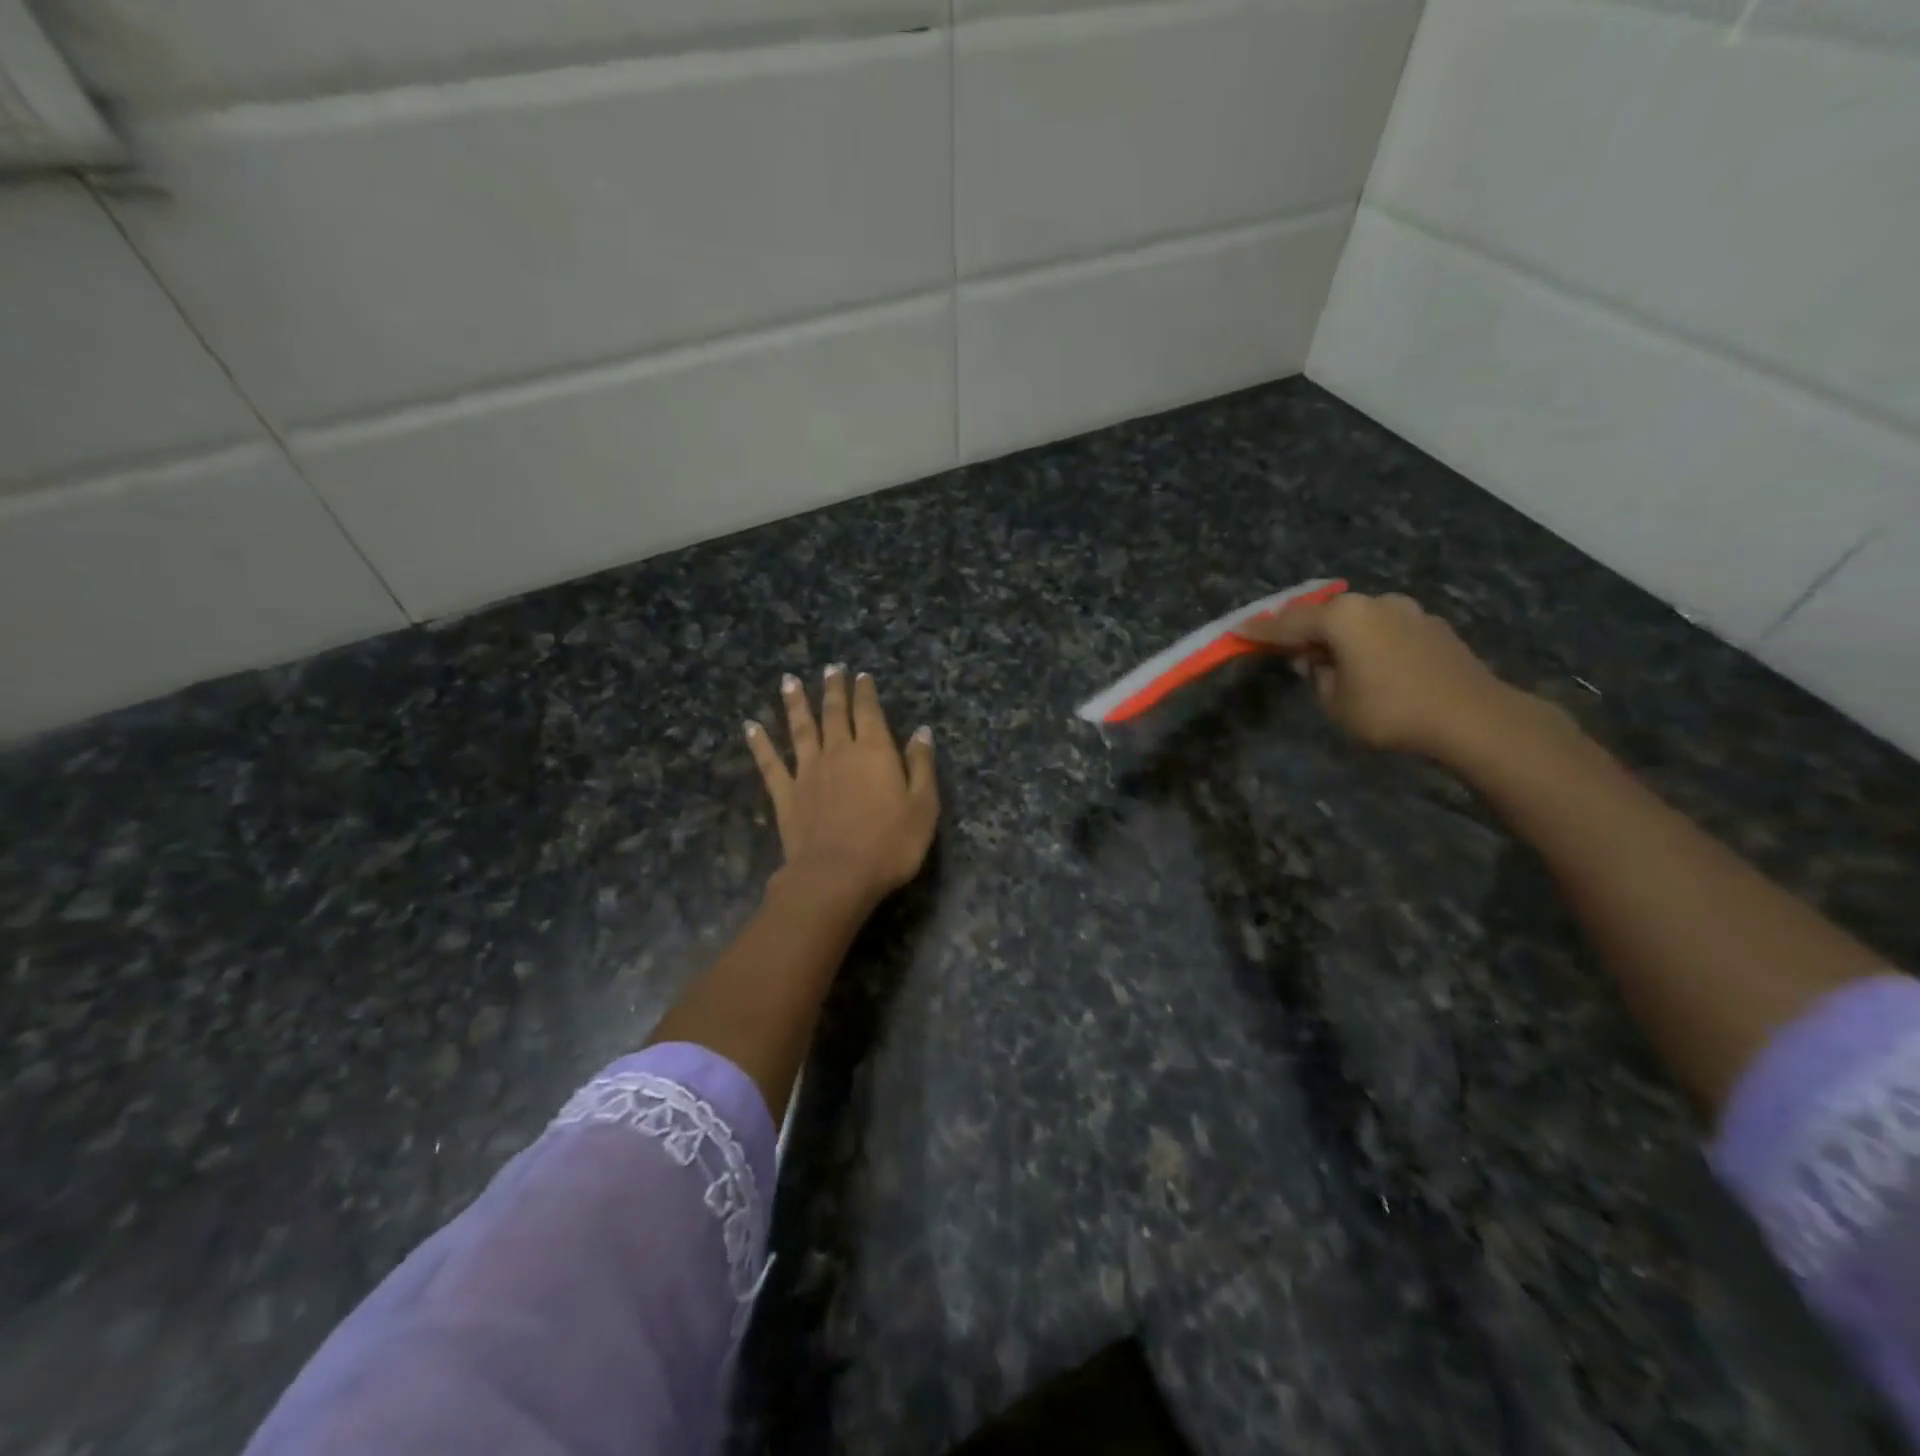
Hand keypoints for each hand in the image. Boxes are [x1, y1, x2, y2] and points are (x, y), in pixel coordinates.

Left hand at [745, 665, 939, 914]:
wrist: (836, 876)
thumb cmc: (889, 844)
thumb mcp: (923, 806)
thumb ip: (921, 766)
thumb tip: (921, 732)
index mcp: (874, 751)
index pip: (869, 712)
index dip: (865, 692)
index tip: (861, 675)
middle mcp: (838, 752)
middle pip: (834, 713)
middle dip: (833, 689)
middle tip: (830, 668)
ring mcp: (807, 772)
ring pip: (800, 729)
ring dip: (795, 704)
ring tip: (789, 681)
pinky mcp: (786, 794)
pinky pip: (770, 763)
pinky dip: (760, 744)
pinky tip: (750, 727)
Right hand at [1239, 591, 1531, 762]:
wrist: (1474, 718)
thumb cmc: (1391, 711)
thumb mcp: (1336, 702)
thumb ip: (1318, 676)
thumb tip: (1316, 661)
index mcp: (1343, 616)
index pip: (1289, 623)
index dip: (1261, 630)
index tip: (1238, 630)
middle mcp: (1374, 603)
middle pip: (1325, 613)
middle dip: (1304, 629)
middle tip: (1285, 646)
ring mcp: (1408, 611)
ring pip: (1358, 619)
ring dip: (1340, 635)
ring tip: (1329, 659)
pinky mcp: (1432, 626)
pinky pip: (1385, 629)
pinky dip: (1368, 641)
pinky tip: (1369, 663)